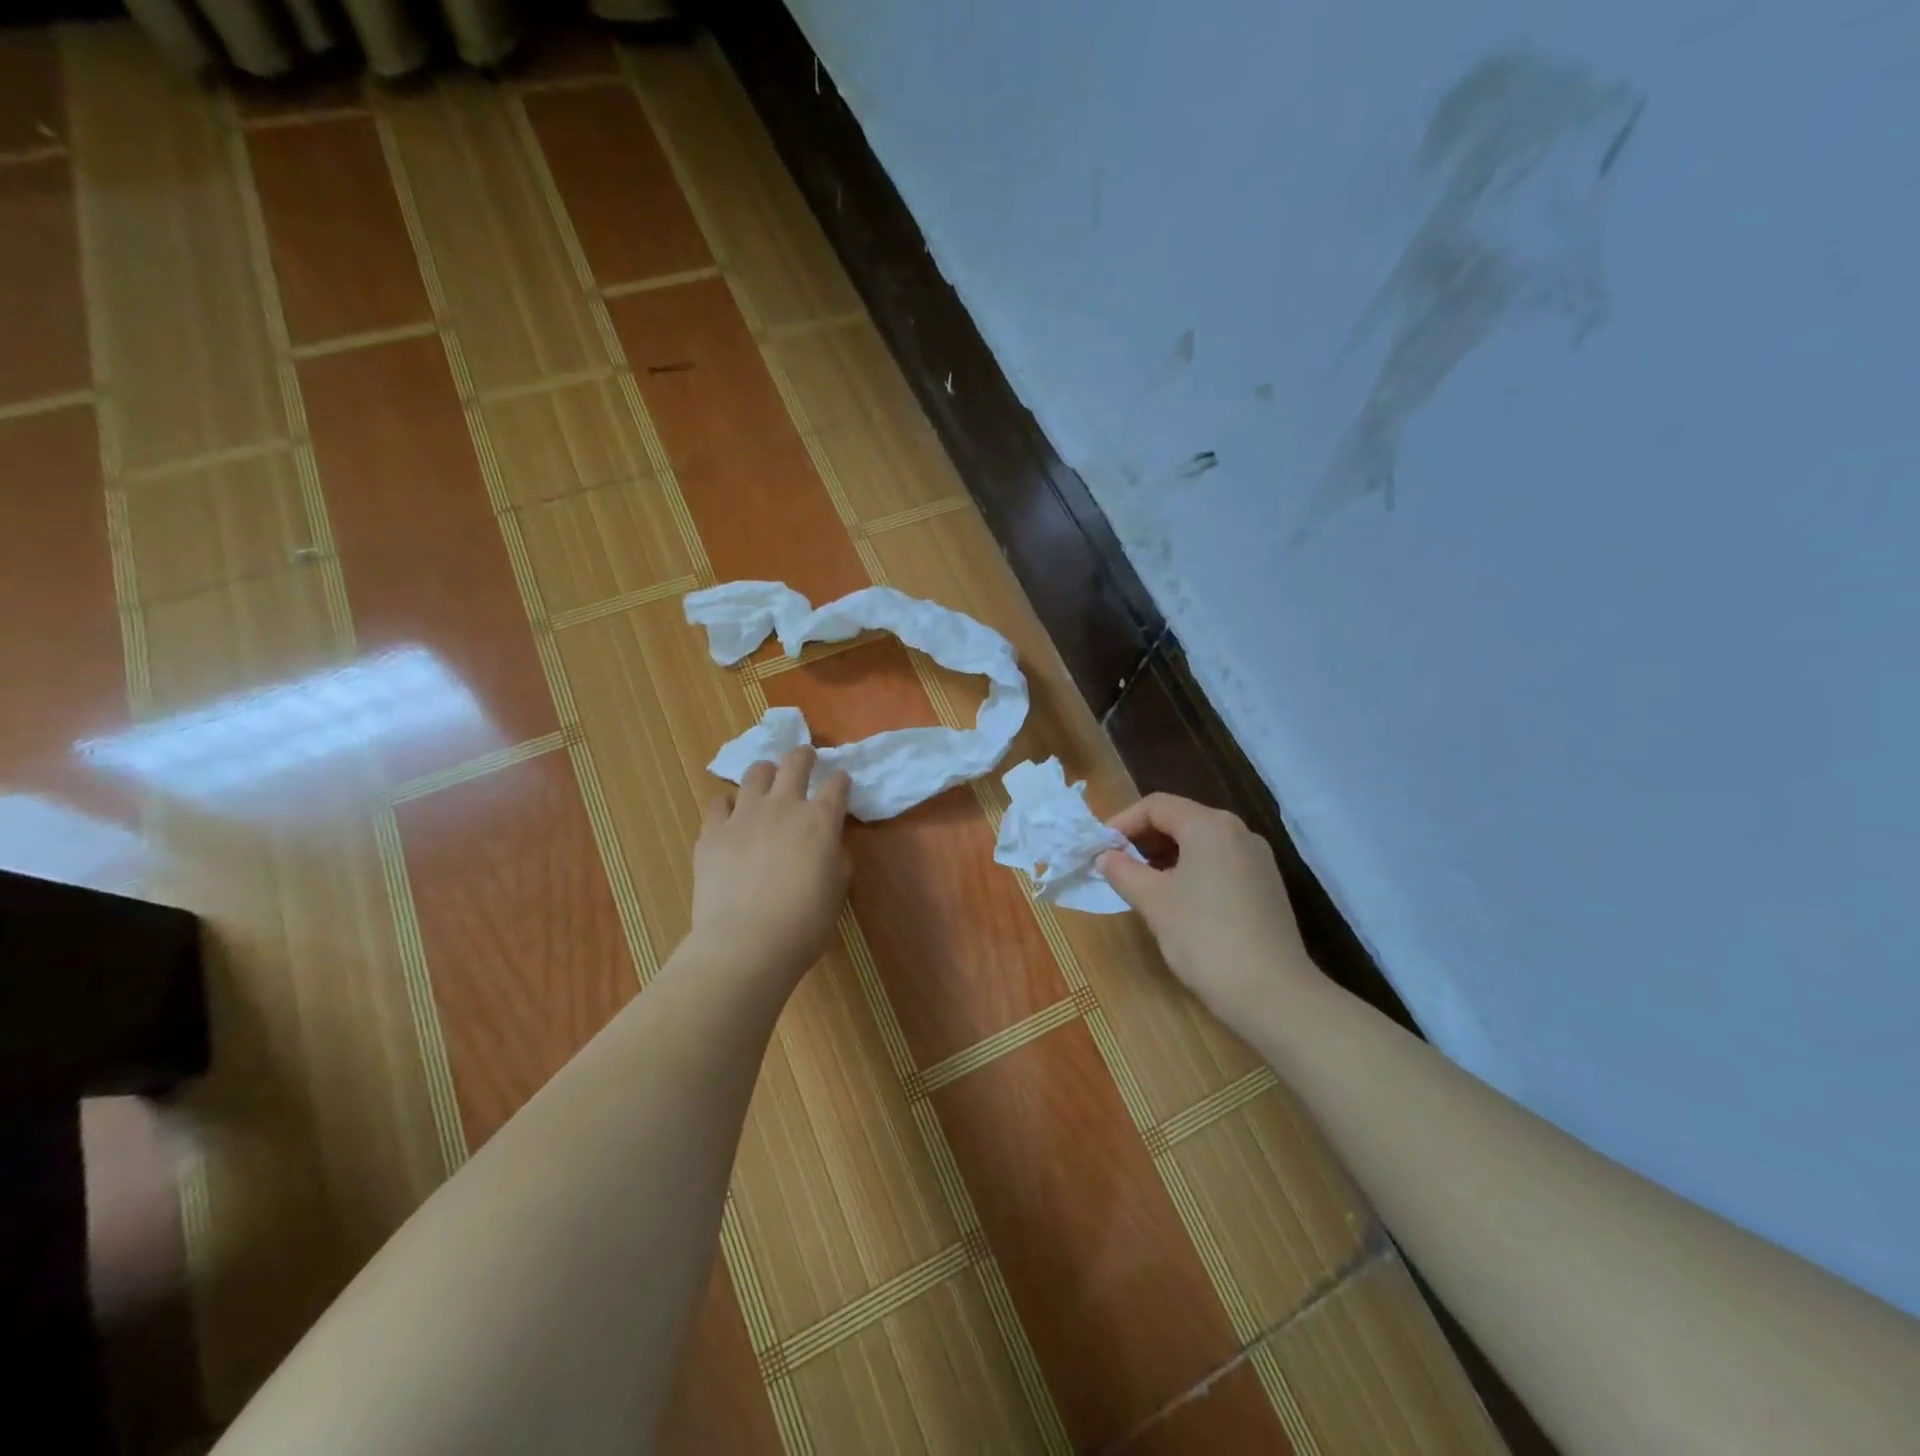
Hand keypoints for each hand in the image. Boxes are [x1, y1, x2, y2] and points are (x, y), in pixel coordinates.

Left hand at [689, 746, 851, 984]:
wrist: (746, 943)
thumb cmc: (803, 925)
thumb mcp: (836, 890)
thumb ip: (836, 858)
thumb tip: (829, 845)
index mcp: (821, 820)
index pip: (837, 784)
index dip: (841, 780)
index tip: (841, 784)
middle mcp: (784, 806)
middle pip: (796, 761)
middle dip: (804, 757)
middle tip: (806, 761)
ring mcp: (745, 815)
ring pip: (756, 772)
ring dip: (766, 773)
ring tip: (766, 784)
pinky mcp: (713, 831)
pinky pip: (719, 801)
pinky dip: (729, 804)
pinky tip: (732, 816)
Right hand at [1100, 794, 1315, 1029]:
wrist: (1272, 993)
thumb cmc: (1204, 937)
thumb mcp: (1153, 901)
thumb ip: (1123, 871)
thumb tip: (1104, 856)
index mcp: (1210, 825)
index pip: (1156, 806)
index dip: (1122, 822)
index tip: (1099, 849)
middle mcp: (1238, 832)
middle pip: (1180, 819)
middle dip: (1143, 839)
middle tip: (1115, 865)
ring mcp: (1257, 860)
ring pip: (1200, 843)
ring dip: (1164, 856)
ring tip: (1140, 884)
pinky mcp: (1265, 887)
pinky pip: (1218, 864)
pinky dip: (1190, 871)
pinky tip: (1176, 901)